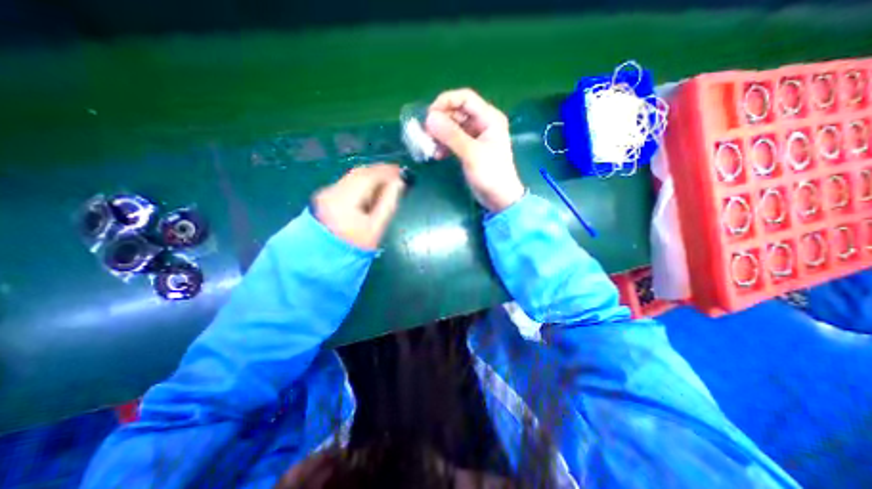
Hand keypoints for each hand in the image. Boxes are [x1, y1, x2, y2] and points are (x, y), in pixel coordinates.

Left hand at [312, 165, 405, 250]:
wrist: (323, 258)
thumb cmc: (354, 246)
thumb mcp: (375, 228)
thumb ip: (388, 204)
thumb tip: (398, 184)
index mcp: (345, 200)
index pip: (367, 177)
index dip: (386, 171)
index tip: (401, 171)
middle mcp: (333, 191)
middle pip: (358, 174)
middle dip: (379, 172)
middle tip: (396, 175)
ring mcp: (327, 193)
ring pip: (352, 177)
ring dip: (371, 177)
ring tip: (387, 182)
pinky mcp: (326, 197)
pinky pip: (348, 184)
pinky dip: (362, 183)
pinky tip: (371, 190)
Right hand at [425, 89, 519, 210]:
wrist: (500, 198)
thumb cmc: (490, 174)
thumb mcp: (471, 154)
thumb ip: (451, 135)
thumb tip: (429, 118)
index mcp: (489, 118)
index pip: (465, 98)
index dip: (446, 102)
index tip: (429, 115)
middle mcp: (483, 123)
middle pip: (457, 112)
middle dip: (440, 121)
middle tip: (426, 133)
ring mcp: (476, 137)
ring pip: (453, 127)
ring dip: (440, 135)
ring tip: (430, 146)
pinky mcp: (470, 149)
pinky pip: (453, 140)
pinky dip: (444, 145)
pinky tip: (437, 155)